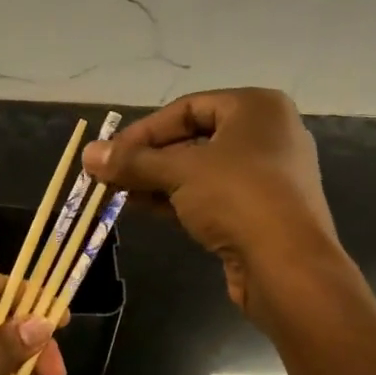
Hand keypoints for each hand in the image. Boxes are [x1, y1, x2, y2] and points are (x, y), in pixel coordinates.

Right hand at [82, 88, 347, 331]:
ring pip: (200, 170)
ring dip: (157, 180)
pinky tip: (141, 207)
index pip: (187, 108)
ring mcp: (267, 176)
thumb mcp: (179, 171)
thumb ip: (132, 161)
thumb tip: (88, 154)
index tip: (110, 152)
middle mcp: (267, 135)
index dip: (144, 130)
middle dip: (147, 158)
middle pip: (193, 139)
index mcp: (256, 108)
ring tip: (117, 192)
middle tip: (109, 173)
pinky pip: (211, 196)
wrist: (287, 266)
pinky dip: (177, 199)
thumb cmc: (237, 197)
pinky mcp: (260, 211)